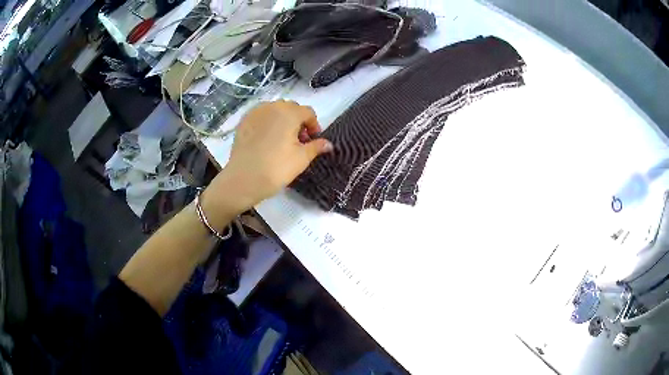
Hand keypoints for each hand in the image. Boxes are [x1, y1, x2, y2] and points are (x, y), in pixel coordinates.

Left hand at [206, 100, 332, 213]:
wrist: (243, 179)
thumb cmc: (276, 168)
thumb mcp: (302, 159)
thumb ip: (316, 147)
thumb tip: (329, 144)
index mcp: (289, 112)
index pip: (308, 112)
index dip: (314, 125)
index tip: (313, 140)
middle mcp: (272, 106)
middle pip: (291, 108)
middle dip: (298, 121)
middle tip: (299, 141)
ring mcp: (255, 112)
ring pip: (275, 110)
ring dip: (283, 120)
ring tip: (282, 139)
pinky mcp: (244, 121)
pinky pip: (261, 116)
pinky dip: (268, 123)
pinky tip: (266, 139)